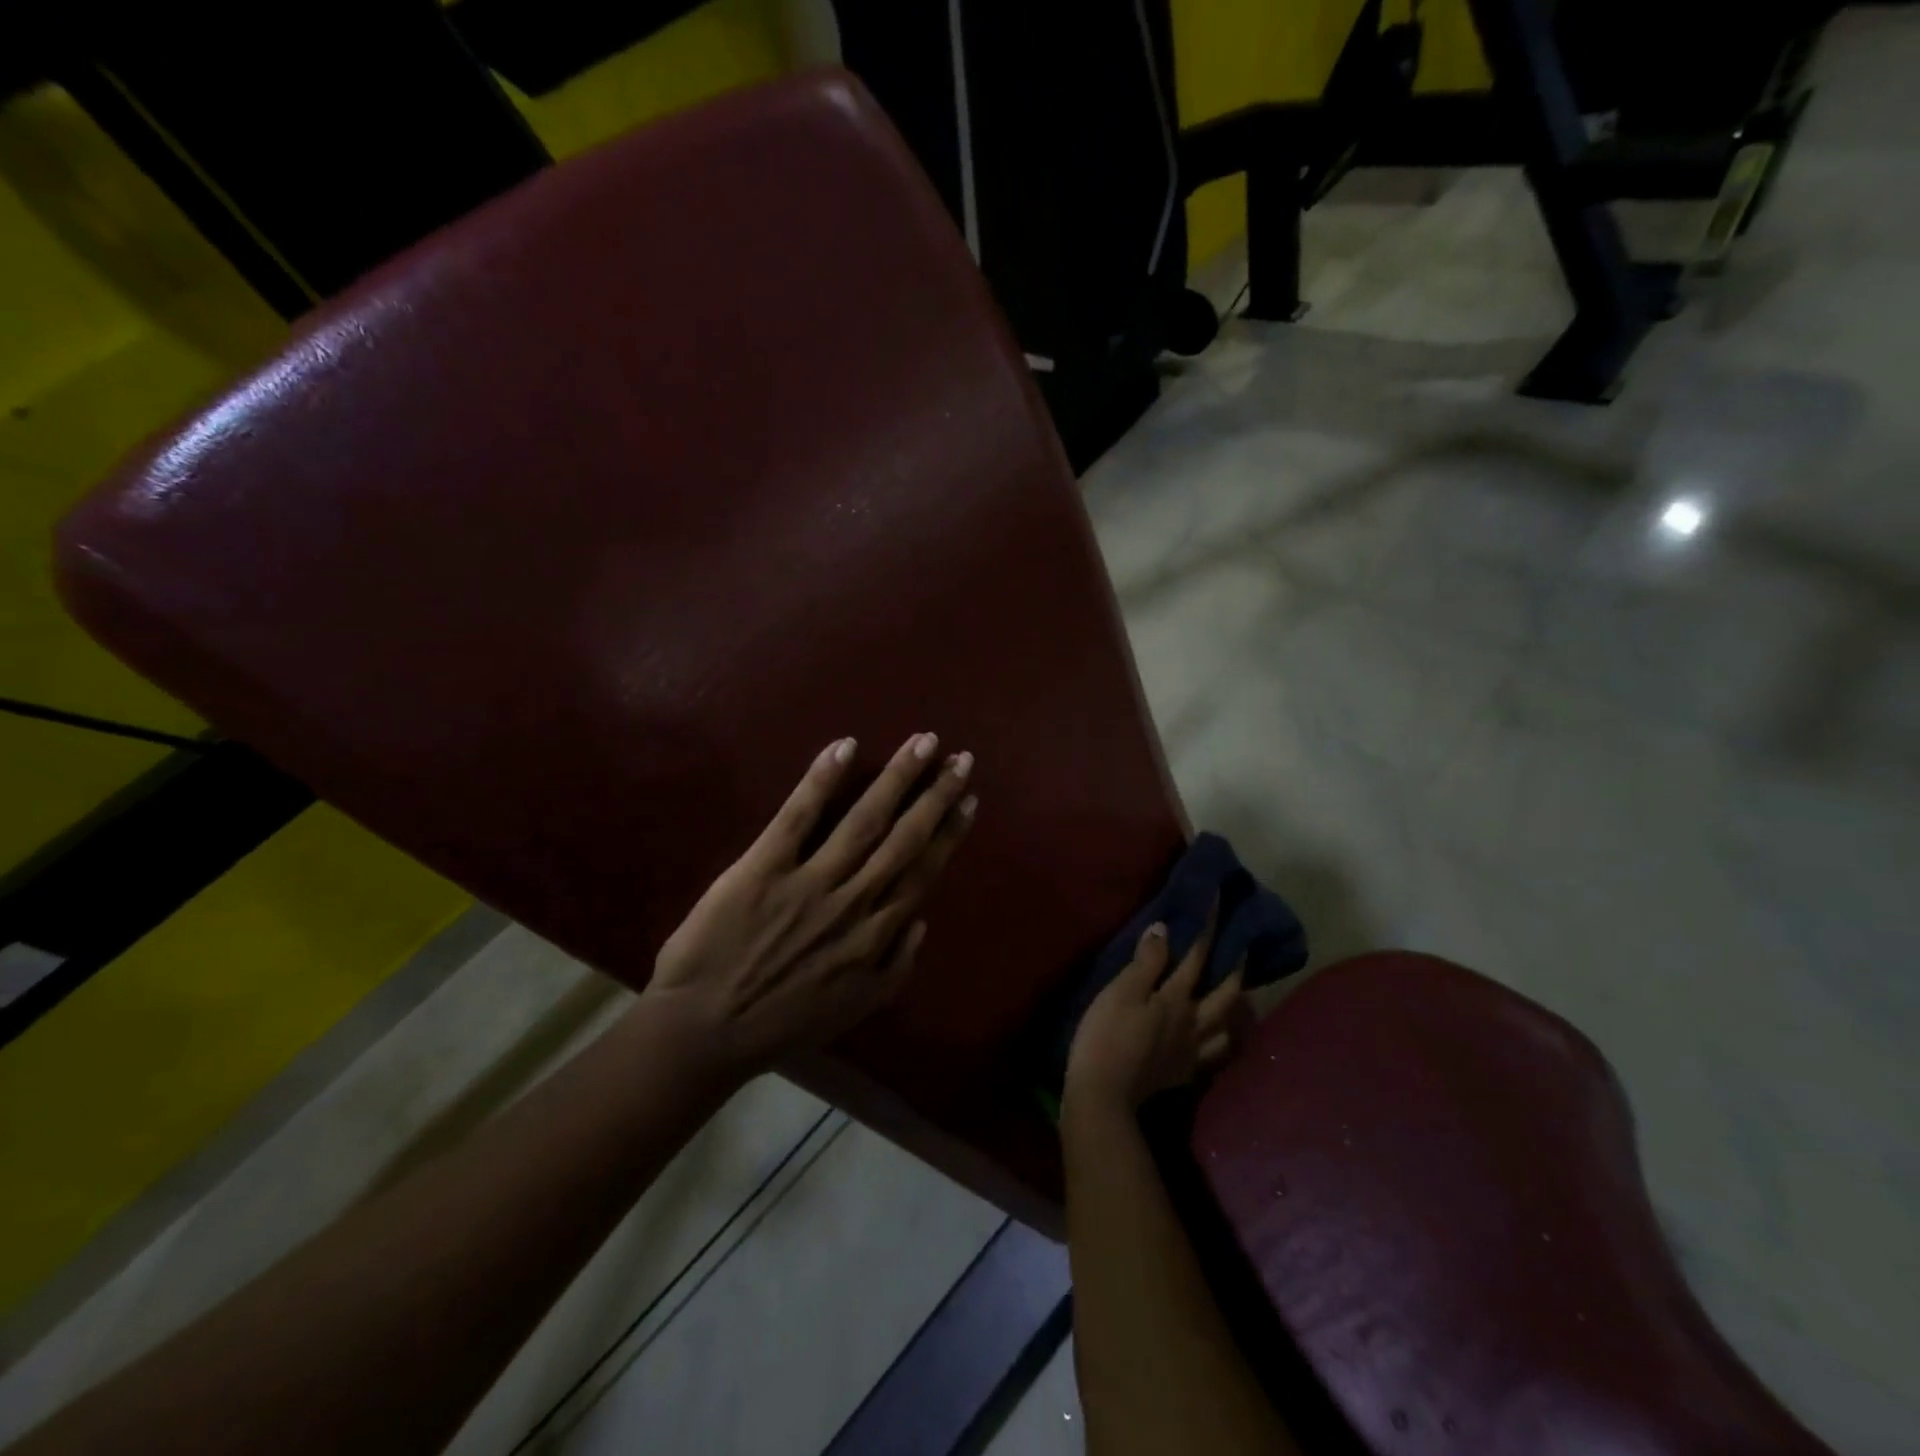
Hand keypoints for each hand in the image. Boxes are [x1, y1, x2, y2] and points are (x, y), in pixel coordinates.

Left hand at [646, 733, 975, 1073]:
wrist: (704, 1032)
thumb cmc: (781, 1023)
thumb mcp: (854, 1010)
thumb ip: (895, 968)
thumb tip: (921, 922)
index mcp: (875, 933)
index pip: (922, 870)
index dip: (948, 832)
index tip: (968, 800)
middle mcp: (853, 900)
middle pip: (904, 837)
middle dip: (936, 794)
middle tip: (960, 758)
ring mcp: (809, 880)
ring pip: (865, 820)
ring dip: (897, 778)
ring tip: (922, 743)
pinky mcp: (763, 867)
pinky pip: (798, 817)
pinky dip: (821, 781)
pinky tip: (845, 747)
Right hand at [1063, 914, 1245, 1114]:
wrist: (1103, 1095)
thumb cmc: (1106, 1036)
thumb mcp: (1121, 991)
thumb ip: (1146, 962)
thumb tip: (1166, 929)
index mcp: (1176, 999)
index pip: (1197, 957)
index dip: (1208, 929)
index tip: (1220, 903)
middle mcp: (1193, 1024)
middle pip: (1224, 995)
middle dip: (1236, 971)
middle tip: (1246, 952)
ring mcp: (1190, 1052)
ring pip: (1225, 1029)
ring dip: (1237, 1011)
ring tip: (1240, 1000)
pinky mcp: (1181, 1074)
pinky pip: (1212, 1056)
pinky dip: (1221, 1044)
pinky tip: (1216, 1041)